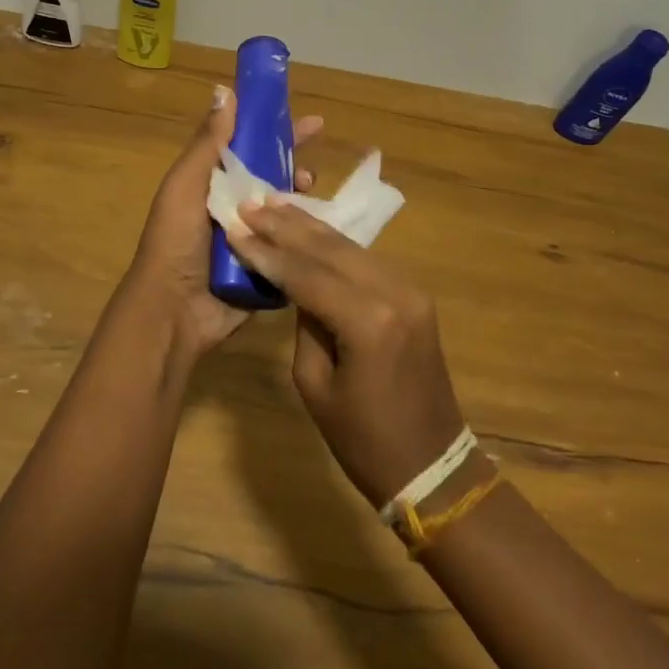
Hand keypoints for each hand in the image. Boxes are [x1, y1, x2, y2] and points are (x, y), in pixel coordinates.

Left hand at [125, 85, 322, 358]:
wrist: (174, 312)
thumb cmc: (175, 241)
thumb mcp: (186, 185)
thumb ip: (207, 144)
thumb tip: (225, 91)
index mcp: (209, 184)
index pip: (246, 147)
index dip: (272, 129)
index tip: (305, 118)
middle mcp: (231, 207)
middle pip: (270, 175)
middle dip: (293, 160)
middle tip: (318, 152)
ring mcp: (250, 238)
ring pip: (285, 208)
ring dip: (301, 195)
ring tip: (314, 189)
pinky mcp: (266, 267)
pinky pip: (291, 243)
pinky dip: (307, 232)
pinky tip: (325, 224)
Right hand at [229, 203, 466, 505]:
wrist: (432, 465)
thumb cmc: (364, 440)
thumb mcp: (316, 385)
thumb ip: (305, 325)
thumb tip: (298, 286)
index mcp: (369, 322)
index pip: (306, 274)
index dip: (267, 251)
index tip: (236, 227)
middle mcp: (394, 293)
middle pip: (331, 248)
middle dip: (287, 225)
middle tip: (251, 203)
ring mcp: (411, 290)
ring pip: (350, 247)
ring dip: (310, 227)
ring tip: (274, 205)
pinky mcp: (415, 295)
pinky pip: (367, 260)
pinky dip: (334, 245)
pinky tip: (310, 230)